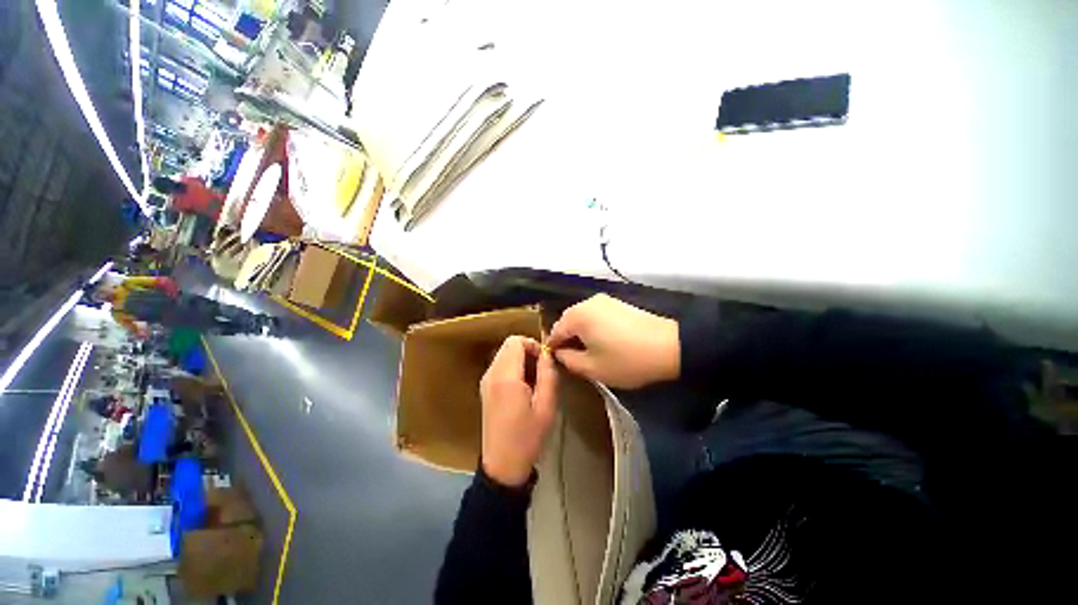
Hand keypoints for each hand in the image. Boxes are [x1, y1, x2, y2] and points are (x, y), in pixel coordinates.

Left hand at [480, 336, 559, 486]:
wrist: (503, 465)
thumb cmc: (528, 436)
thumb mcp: (546, 405)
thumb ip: (548, 374)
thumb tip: (547, 353)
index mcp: (505, 377)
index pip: (515, 341)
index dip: (533, 344)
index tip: (545, 361)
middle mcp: (491, 374)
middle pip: (508, 345)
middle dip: (527, 351)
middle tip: (542, 371)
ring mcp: (485, 381)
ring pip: (504, 354)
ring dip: (520, 360)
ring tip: (534, 381)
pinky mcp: (485, 389)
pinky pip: (500, 366)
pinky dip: (513, 368)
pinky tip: (523, 388)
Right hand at [548, 294, 679, 388]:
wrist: (669, 346)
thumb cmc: (626, 360)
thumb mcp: (592, 368)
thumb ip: (568, 360)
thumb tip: (560, 353)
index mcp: (577, 315)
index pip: (555, 331)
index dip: (554, 348)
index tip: (557, 363)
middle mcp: (587, 302)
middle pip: (568, 322)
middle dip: (568, 339)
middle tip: (574, 359)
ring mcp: (605, 300)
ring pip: (583, 318)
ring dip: (581, 333)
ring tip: (589, 352)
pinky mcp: (618, 303)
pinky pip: (597, 315)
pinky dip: (594, 328)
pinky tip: (604, 341)